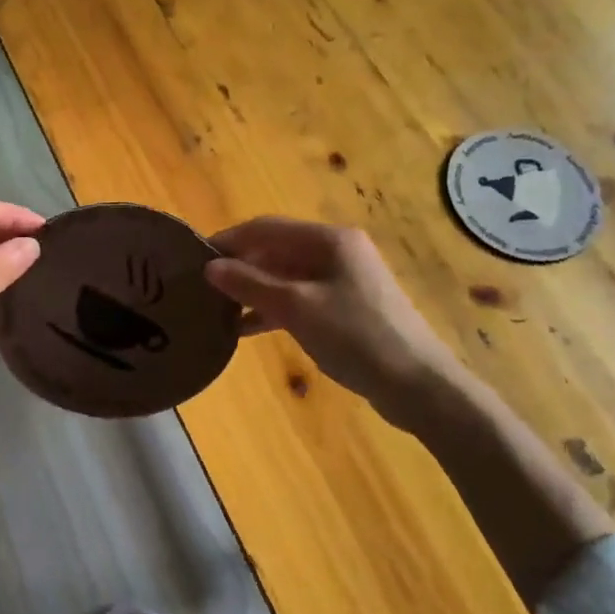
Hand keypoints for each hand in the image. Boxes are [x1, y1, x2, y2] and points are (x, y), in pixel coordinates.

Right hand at [204, 218, 471, 424]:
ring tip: (217, 309)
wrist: (419, 386)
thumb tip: (210, 267)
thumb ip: (251, 284)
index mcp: (329, 240)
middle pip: (276, 250)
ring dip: (253, 290)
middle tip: (203, 286)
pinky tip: (246, 328)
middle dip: (240, 266)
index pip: (266, 228)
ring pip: (286, 276)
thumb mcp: (297, 308)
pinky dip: (273, 309)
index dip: (229, 239)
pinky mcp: (346, 308)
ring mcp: (343, 280)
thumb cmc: (357, 336)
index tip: (195, 257)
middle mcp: (336, 251)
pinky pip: (299, 298)